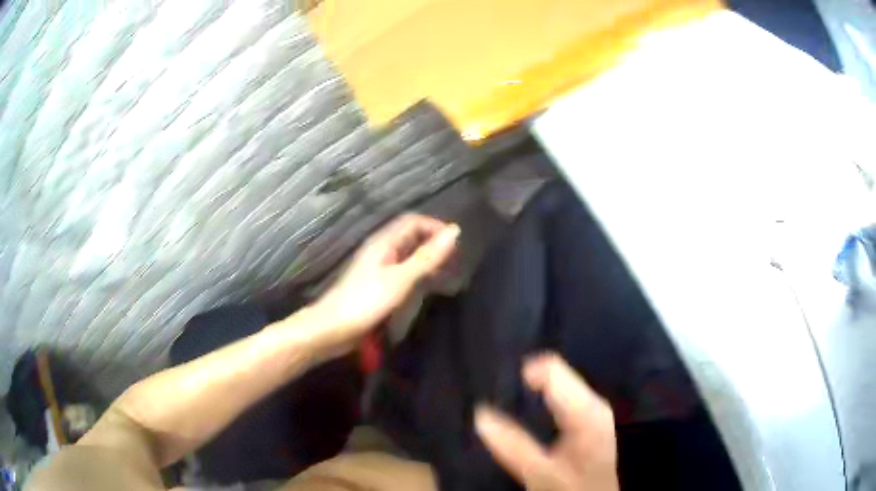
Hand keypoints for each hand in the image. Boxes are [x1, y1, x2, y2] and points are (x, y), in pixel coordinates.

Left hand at [313, 214, 459, 349]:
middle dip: (432, 242)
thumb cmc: (366, 301)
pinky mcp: (376, 285)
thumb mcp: (401, 279)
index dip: (435, 227)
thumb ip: (427, 257)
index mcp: (383, 242)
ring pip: (406, 254)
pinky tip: (425, 286)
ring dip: (426, 258)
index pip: (413, 221)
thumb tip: (454, 231)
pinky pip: (401, 270)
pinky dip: (417, 273)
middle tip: (455, 259)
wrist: (333, 328)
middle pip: (410, 236)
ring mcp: (377, 268)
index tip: (456, 244)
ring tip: (445, 272)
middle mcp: (380, 250)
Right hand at [475, 353, 618, 490]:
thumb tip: (480, 413)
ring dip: (530, 392)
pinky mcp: (587, 418)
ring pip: (556, 384)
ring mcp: (591, 408)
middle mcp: (592, 401)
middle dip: (524, 383)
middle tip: (495, 400)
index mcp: (586, 408)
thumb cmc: (573, 487)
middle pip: (554, 373)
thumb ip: (513, 445)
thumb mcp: (541, 473)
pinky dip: (539, 401)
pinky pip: (559, 396)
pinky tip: (524, 416)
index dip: (522, 373)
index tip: (496, 390)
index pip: (552, 368)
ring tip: (503, 407)